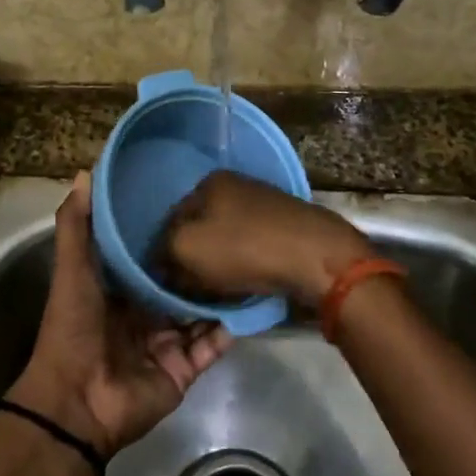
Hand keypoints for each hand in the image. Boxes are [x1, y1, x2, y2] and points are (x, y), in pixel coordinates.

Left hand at [8, 172, 231, 459]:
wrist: (77, 402)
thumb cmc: (74, 327)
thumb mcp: (73, 269)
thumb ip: (77, 225)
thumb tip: (85, 173)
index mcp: (119, 289)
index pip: (150, 255)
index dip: (169, 232)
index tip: (196, 202)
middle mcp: (145, 313)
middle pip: (180, 283)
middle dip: (202, 263)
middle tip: (235, 229)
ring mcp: (167, 343)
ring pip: (201, 312)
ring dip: (222, 293)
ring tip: (253, 261)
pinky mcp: (184, 370)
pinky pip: (213, 345)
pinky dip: (230, 328)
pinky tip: (254, 302)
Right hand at [157, 170, 372, 306]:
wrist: (316, 257)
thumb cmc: (244, 248)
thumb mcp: (186, 248)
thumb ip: (163, 252)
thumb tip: (160, 262)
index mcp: (208, 183)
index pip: (170, 221)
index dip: (163, 254)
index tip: (165, 284)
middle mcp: (235, 186)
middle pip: (199, 230)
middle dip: (191, 260)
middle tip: (190, 291)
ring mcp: (263, 205)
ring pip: (225, 241)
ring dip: (217, 267)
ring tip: (217, 293)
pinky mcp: (285, 226)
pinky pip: (250, 248)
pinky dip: (243, 266)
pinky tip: (245, 285)